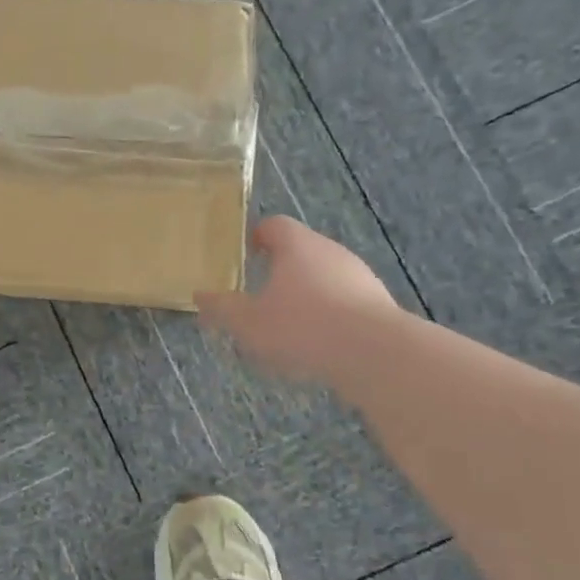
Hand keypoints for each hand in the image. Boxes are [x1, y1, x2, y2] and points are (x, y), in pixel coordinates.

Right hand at [196, 216, 400, 381]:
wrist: (377, 355)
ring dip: (307, 294)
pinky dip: (330, 315)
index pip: (274, 225)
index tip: (246, 254)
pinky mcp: (379, 304)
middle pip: (301, 249)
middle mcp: (330, 251)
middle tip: (261, 292)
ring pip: (325, 276)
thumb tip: (200, 296)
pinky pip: (346, 302)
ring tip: (289, 324)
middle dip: (281, 268)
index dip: (257, 236)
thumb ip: (223, 308)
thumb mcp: (249, 322)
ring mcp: (360, 277)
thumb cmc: (303, 327)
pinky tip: (319, 344)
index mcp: (296, 245)